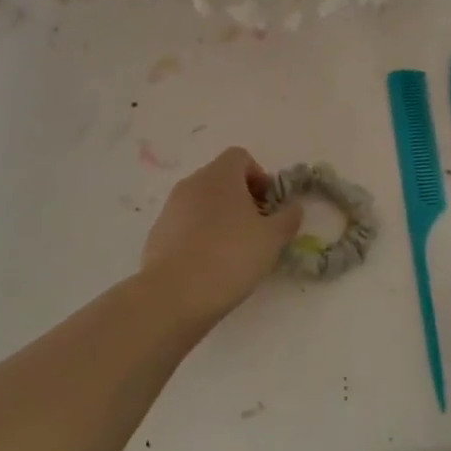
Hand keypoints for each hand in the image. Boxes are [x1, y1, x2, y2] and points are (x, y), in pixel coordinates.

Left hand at [139, 147, 302, 327]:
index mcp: (220, 175)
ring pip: (202, 203)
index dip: (259, 176)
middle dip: (241, 199)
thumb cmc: (230, 256)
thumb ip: (288, 218)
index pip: (240, 157)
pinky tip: (208, 265)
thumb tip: (293, 206)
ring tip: (233, 252)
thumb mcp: (272, 239)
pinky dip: (199, 236)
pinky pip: (185, 225)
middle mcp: (192, 183)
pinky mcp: (157, 233)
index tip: (268, 206)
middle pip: (221, 179)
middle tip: (256, 230)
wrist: (174, 294)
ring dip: (220, 218)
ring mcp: (171, 208)